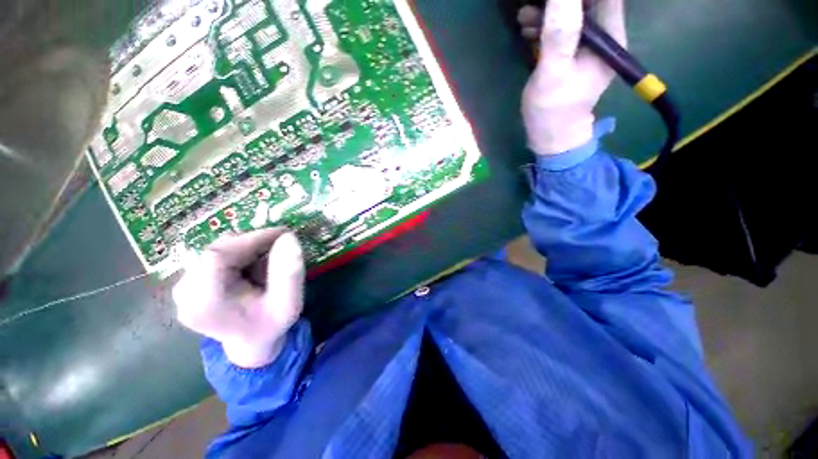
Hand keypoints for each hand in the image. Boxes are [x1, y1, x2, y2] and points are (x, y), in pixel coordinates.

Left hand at [173, 228, 304, 367]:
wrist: (250, 342)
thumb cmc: (270, 325)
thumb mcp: (289, 304)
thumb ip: (290, 273)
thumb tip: (289, 237)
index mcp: (205, 304)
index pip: (218, 255)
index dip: (252, 239)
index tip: (284, 234)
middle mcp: (185, 293)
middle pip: (218, 249)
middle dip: (254, 243)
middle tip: (282, 243)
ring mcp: (183, 286)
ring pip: (219, 248)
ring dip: (248, 247)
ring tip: (270, 258)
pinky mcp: (189, 280)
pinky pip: (217, 253)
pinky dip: (241, 252)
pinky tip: (255, 264)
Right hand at [519, 0, 625, 154]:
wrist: (551, 134)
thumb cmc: (553, 108)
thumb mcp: (553, 72)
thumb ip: (560, 34)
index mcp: (609, 37)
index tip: (554, 1)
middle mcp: (605, 35)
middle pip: (589, 2)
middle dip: (561, 2)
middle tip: (533, 6)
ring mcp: (589, 45)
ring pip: (574, 12)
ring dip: (550, 11)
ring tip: (525, 18)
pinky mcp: (574, 53)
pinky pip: (564, 28)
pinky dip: (546, 24)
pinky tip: (528, 29)